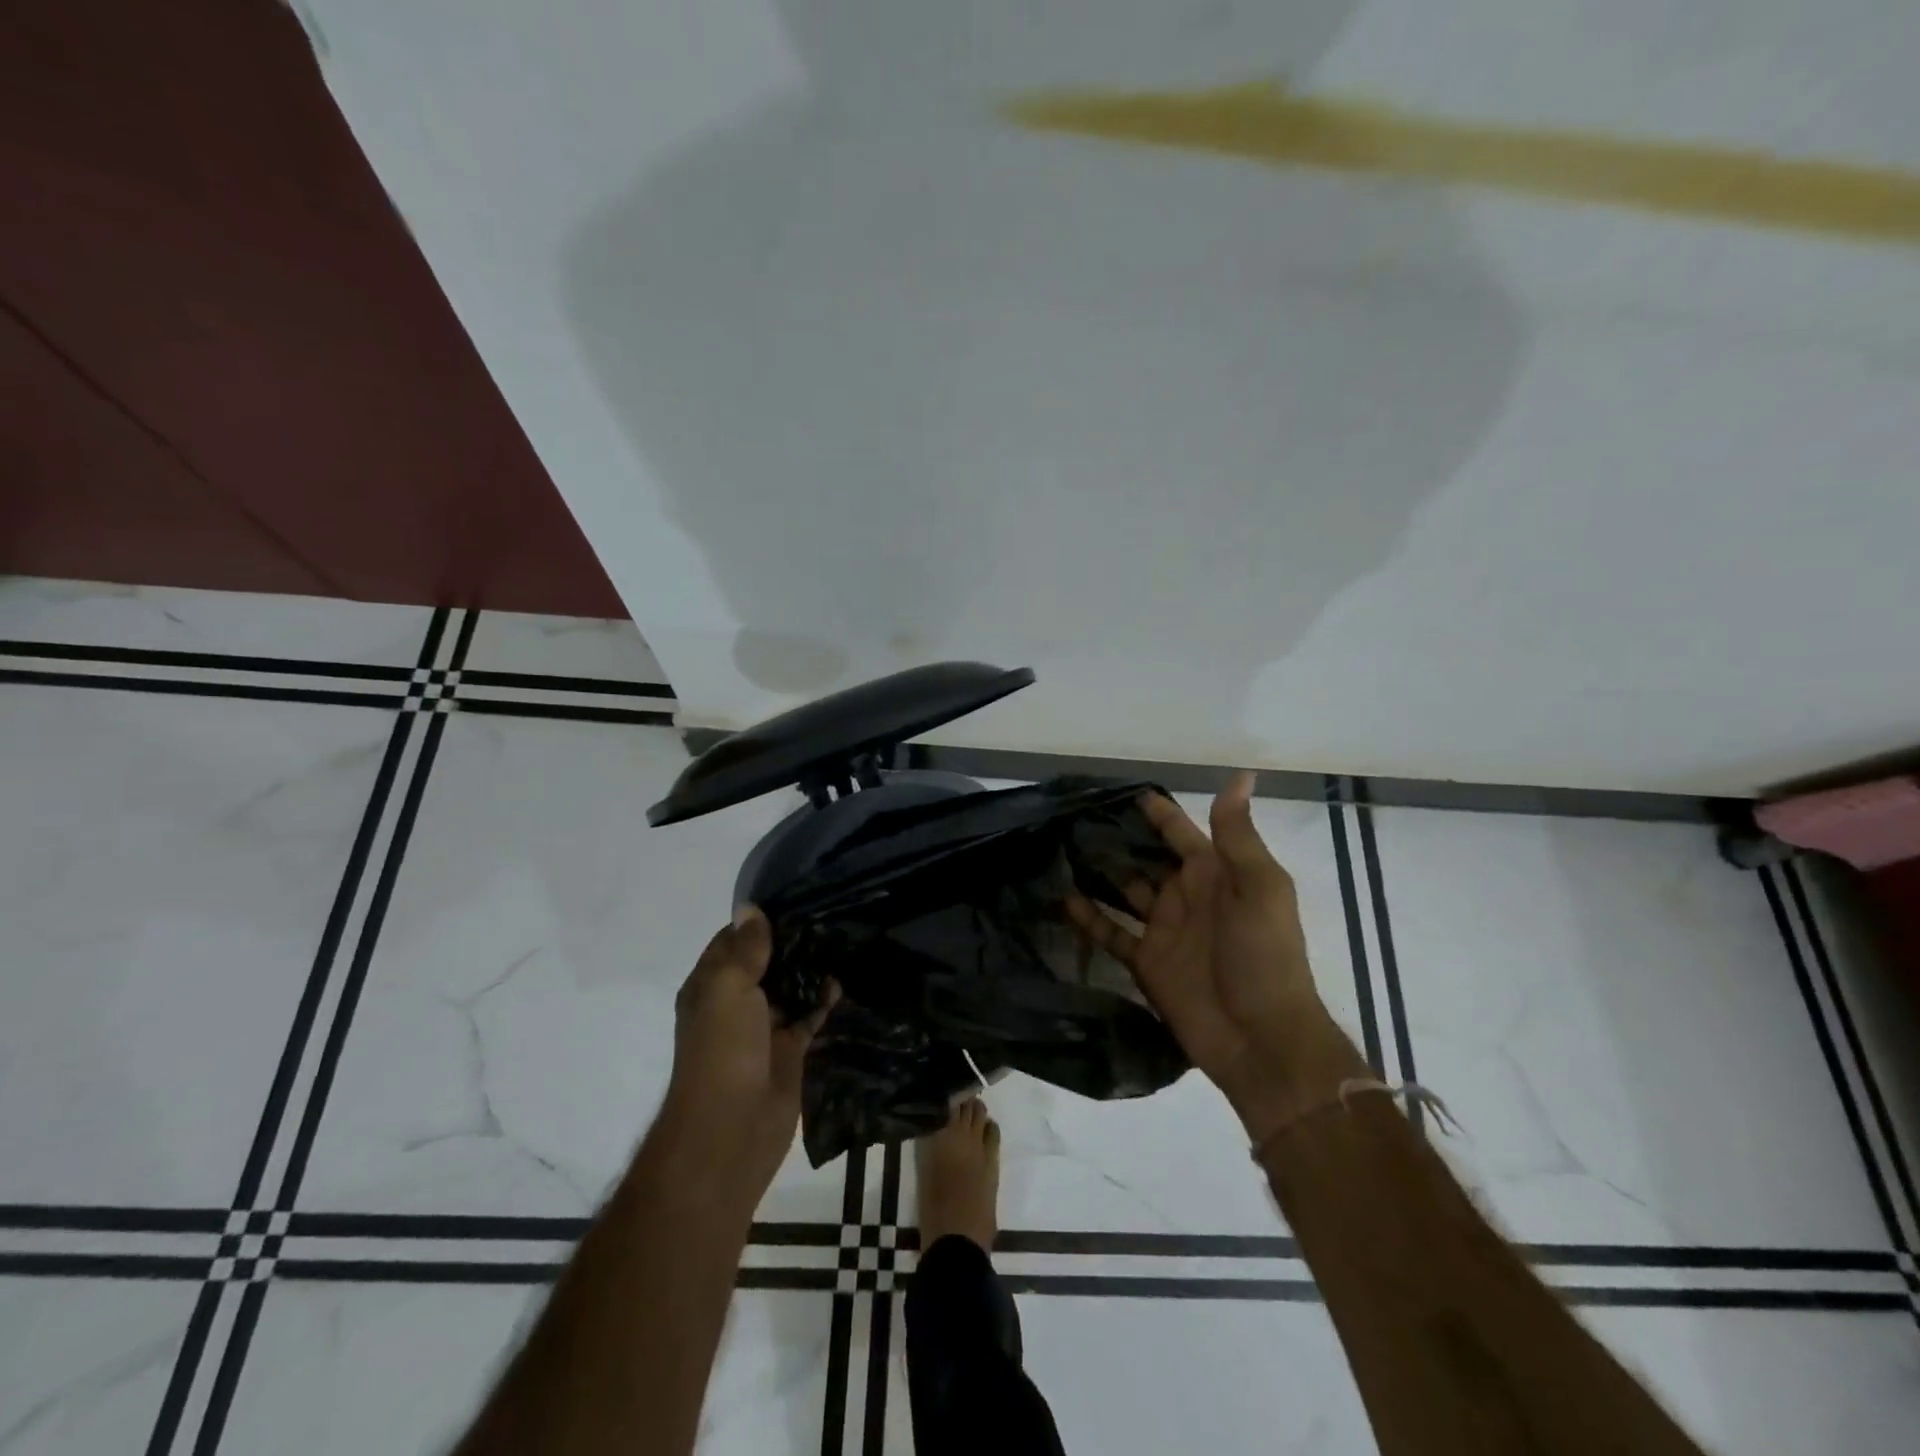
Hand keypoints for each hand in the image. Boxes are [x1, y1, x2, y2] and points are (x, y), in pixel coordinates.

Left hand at [661, 908, 833, 1192]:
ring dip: (810, 970)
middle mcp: (735, 1003)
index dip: (760, 921)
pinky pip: (810, 1016)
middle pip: (765, 963)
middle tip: (829, 913)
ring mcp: (764, 1028)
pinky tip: (843, 982)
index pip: (733, 941)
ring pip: (790, 988)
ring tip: (842, 939)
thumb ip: (745, 949)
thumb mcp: (728, 988)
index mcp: (711, 986)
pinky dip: (824, 1001)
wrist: (731, 1130)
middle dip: (792, 942)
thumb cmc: (722, 1050)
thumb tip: (750, 907)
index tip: (796, 896)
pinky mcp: (789, 1051)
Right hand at [1066, 772, 1363, 1140]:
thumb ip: (1238, 835)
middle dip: (1116, 838)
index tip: (1120, 791)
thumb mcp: (1260, 888)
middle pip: (1145, 858)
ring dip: (1097, 872)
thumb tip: (1240, 776)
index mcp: (1214, 874)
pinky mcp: (1146, 962)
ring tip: (1059, 849)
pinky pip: (1111, 933)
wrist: (1260, 1038)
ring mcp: (1163, 930)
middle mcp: (1185, 896)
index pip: (1180, 832)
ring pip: (1123, 891)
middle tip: (1073, 817)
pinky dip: (1088, 918)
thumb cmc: (1265, 955)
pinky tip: (1060, 899)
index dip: (1156, 812)